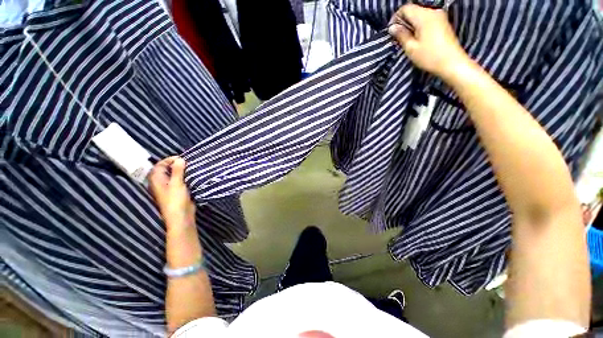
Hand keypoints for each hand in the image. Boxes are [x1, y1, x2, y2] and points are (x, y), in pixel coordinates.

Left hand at [148, 156, 195, 231]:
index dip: (169, 160)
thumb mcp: (177, 183)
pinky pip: (180, 181)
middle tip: (188, 163)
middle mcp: (161, 183)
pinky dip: (185, 177)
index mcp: (156, 180)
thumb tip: (180, 159)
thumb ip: (178, 170)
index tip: (182, 158)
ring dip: (182, 171)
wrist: (181, 216)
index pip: (160, 165)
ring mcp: (169, 188)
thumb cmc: (175, 200)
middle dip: (176, 165)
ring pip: (174, 175)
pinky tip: (192, 176)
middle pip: (167, 170)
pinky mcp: (177, 192)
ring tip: (191, 168)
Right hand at [388, 4, 470, 80]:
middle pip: (413, 10)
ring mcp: (439, 16)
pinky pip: (427, 19)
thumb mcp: (411, 48)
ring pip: (420, 14)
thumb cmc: (430, 57)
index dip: (396, 18)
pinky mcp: (443, 22)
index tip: (391, 31)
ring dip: (411, 24)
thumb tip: (392, 27)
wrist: (452, 63)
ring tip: (406, 38)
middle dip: (403, 21)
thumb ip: (401, 35)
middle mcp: (432, 11)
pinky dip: (419, 26)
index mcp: (424, 16)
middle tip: (397, 36)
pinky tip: (417, 37)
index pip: (405, 8)